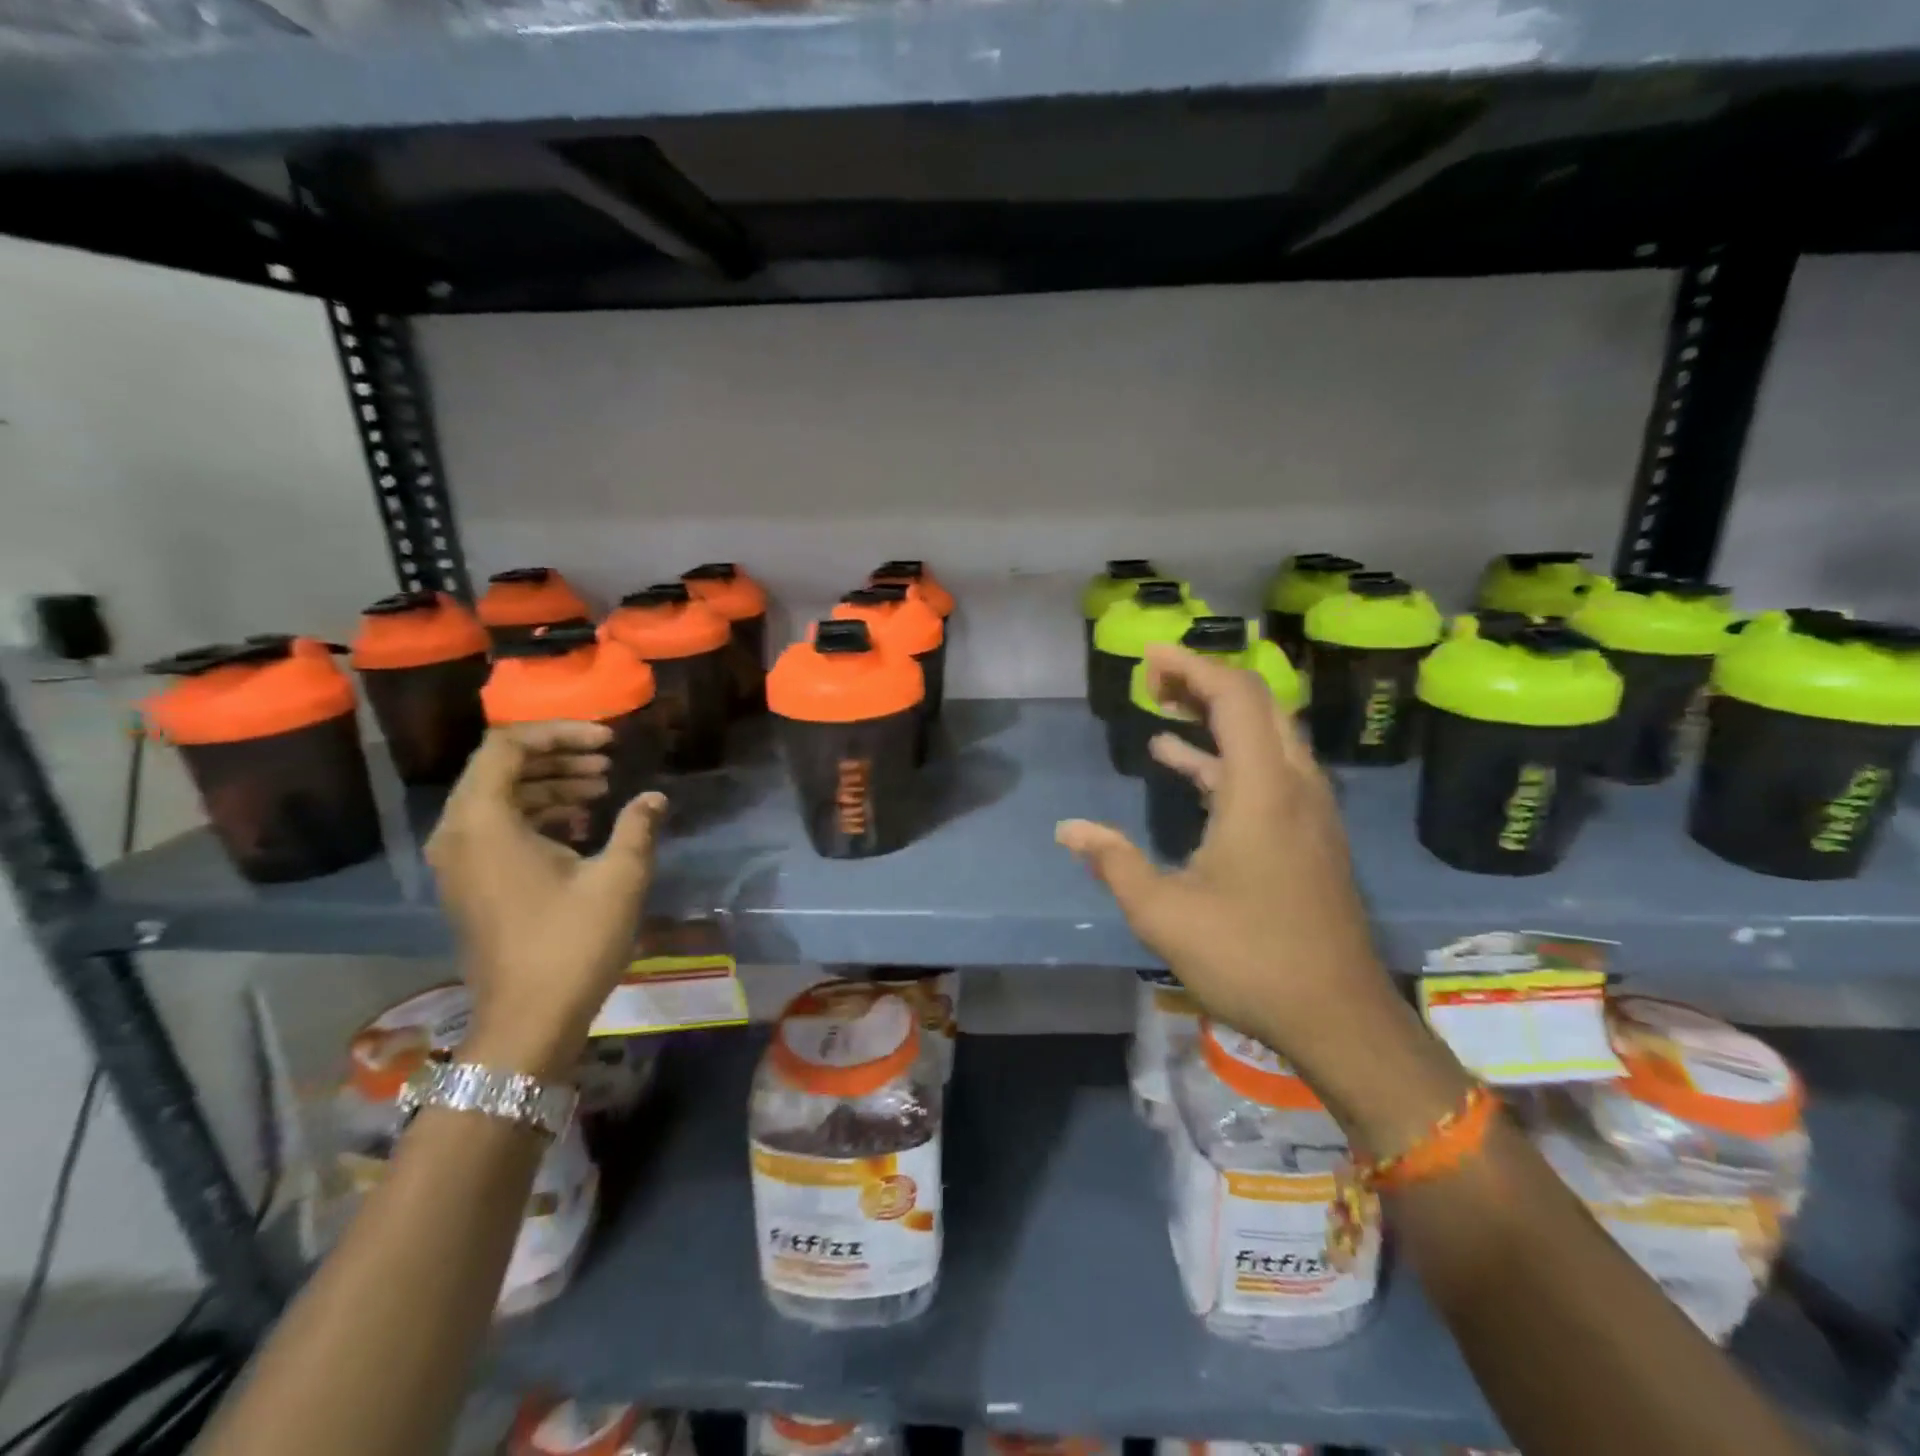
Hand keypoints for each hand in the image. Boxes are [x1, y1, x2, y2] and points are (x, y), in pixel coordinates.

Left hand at [426, 723, 666, 1076]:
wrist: (529, 1021)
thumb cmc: (572, 943)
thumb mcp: (619, 877)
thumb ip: (637, 826)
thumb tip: (654, 798)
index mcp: (483, 822)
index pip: (508, 746)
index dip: (561, 733)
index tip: (609, 742)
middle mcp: (459, 833)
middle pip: (501, 768)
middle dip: (559, 756)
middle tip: (608, 761)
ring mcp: (460, 861)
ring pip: (501, 797)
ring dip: (551, 784)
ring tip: (602, 787)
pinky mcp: (472, 882)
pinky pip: (499, 827)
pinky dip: (539, 814)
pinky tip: (582, 825)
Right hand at [1056, 644, 1394, 1078]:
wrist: (1337, 1016)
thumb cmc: (1249, 957)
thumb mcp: (1163, 913)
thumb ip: (1113, 861)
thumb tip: (1069, 830)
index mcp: (1263, 790)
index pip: (1234, 696)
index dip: (1191, 667)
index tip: (1149, 657)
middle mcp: (1294, 785)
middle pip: (1257, 705)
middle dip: (1203, 682)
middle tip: (1153, 680)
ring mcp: (1309, 810)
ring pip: (1267, 737)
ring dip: (1217, 717)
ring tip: (1163, 710)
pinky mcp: (1310, 835)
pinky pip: (1269, 772)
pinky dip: (1227, 758)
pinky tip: (1186, 768)